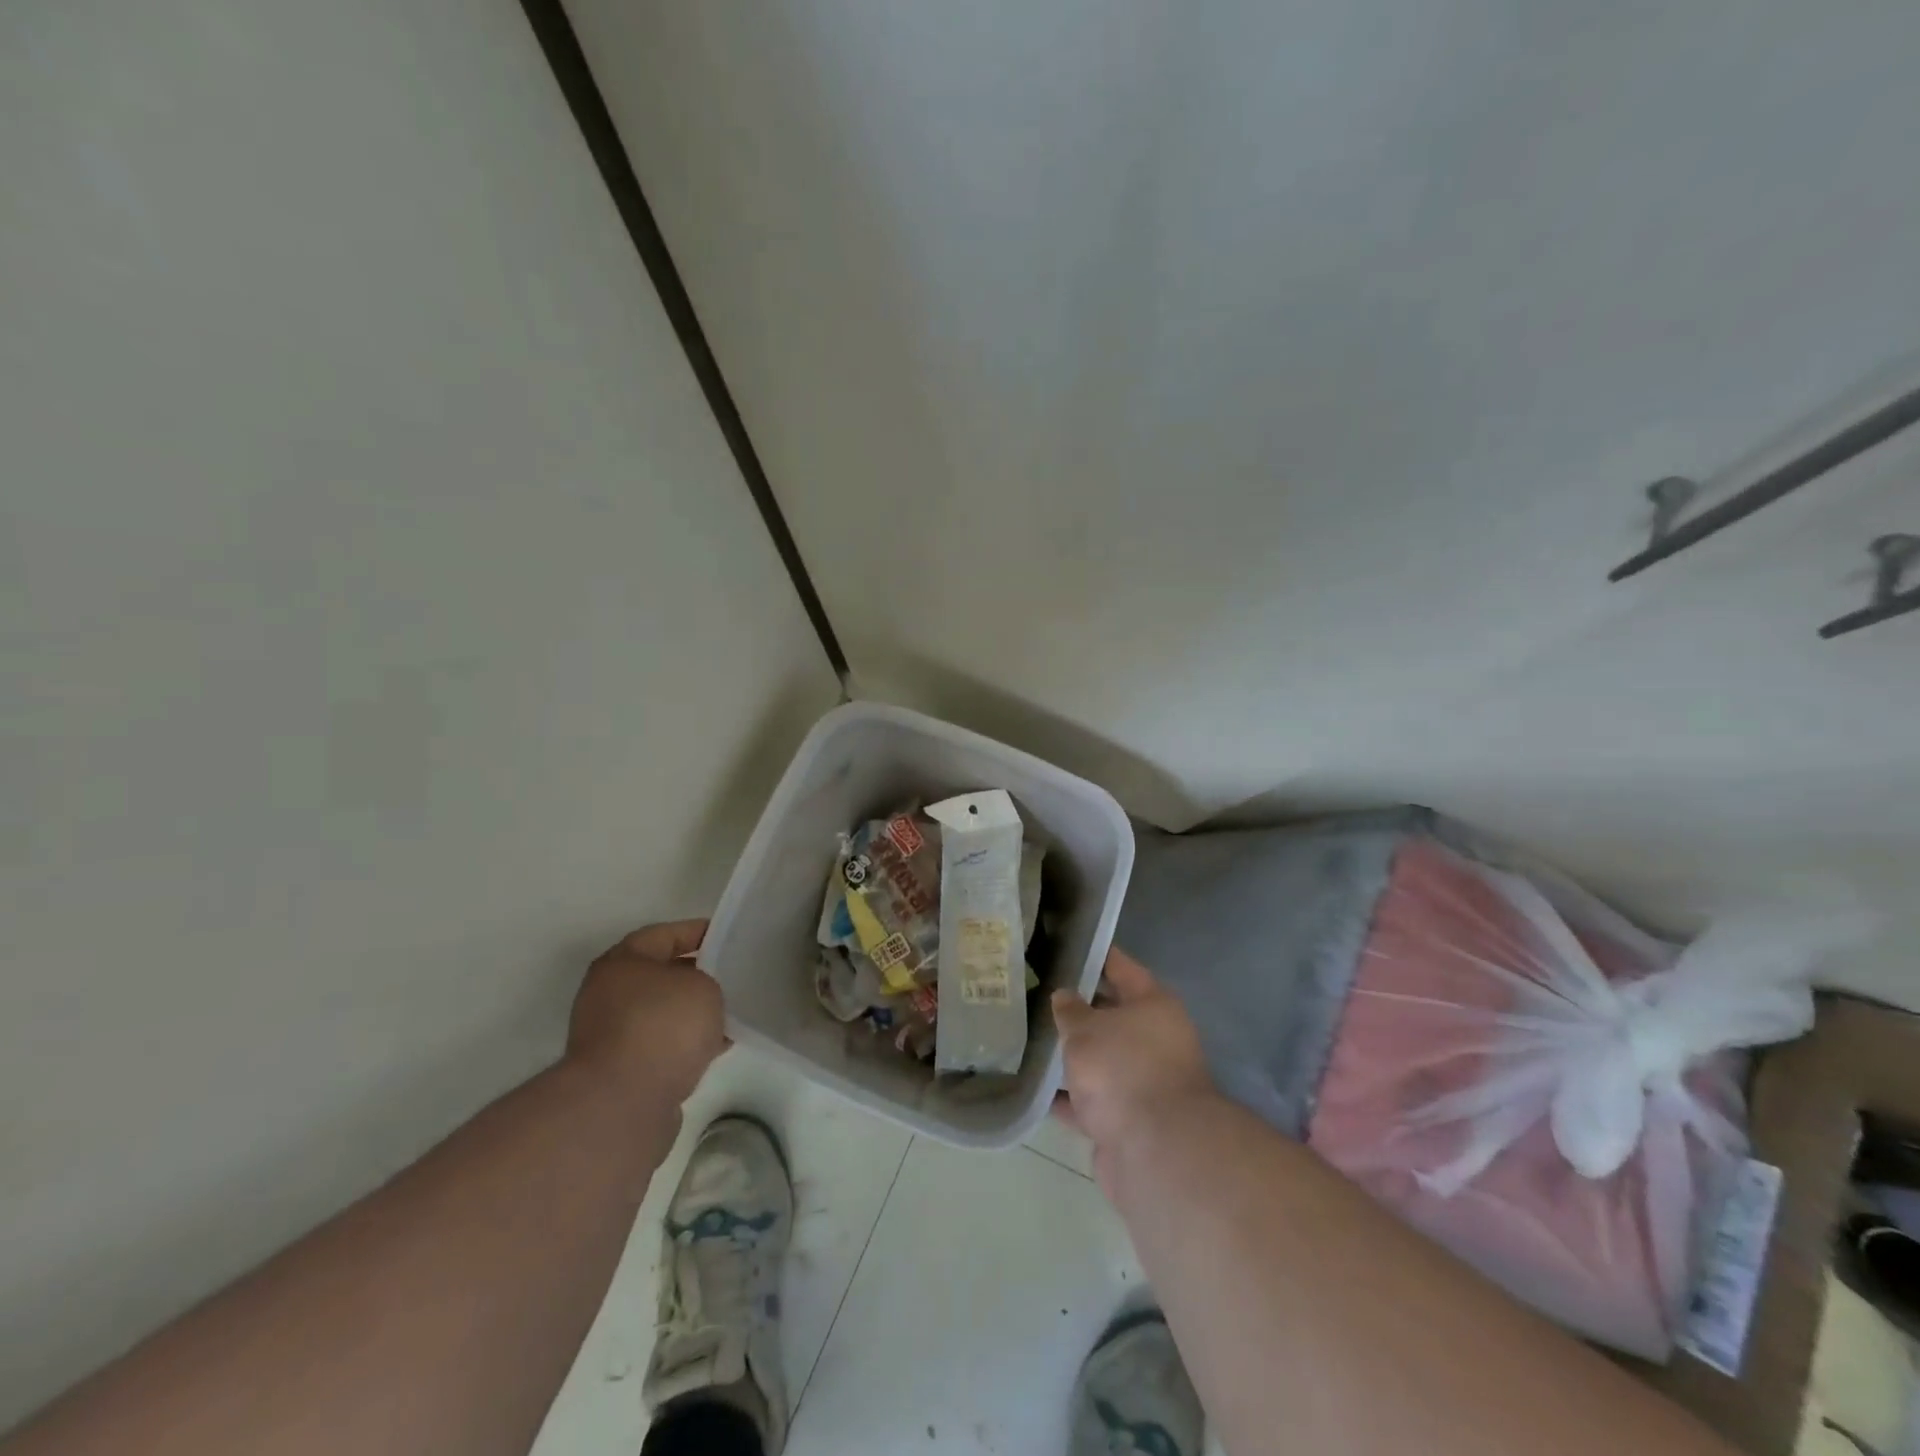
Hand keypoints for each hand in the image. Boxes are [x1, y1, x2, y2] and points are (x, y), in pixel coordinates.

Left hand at [566, 920, 725, 1105]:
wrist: (623, 1103)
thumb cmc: (663, 1025)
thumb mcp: (703, 986)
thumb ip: (706, 982)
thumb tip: (699, 999)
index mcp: (622, 962)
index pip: (664, 934)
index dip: (697, 932)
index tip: (726, 936)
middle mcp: (608, 994)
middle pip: (659, 975)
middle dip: (695, 975)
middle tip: (730, 976)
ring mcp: (610, 1035)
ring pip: (660, 1014)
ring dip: (689, 1014)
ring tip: (728, 1014)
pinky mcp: (619, 1072)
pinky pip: (660, 1046)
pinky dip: (684, 1045)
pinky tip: (714, 1048)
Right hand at [1053, 947, 1214, 1191]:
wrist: (1154, 1152)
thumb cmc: (1122, 1070)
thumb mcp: (1085, 1029)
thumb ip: (1070, 1010)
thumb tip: (1065, 997)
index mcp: (1154, 1006)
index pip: (1121, 968)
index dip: (1095, 956)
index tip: (1067, 945)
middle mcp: (1155, 1040)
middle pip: (1111, 1016)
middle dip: (1078, 1010)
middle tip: (1037, 995)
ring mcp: (1144, 1083)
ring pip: (1101, 1060)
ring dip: (1073, 1056)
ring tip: (1030, 1040)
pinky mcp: (1129, 1121)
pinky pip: (1093, 1099)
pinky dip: (1069, 1097)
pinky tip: (1036, 1090)